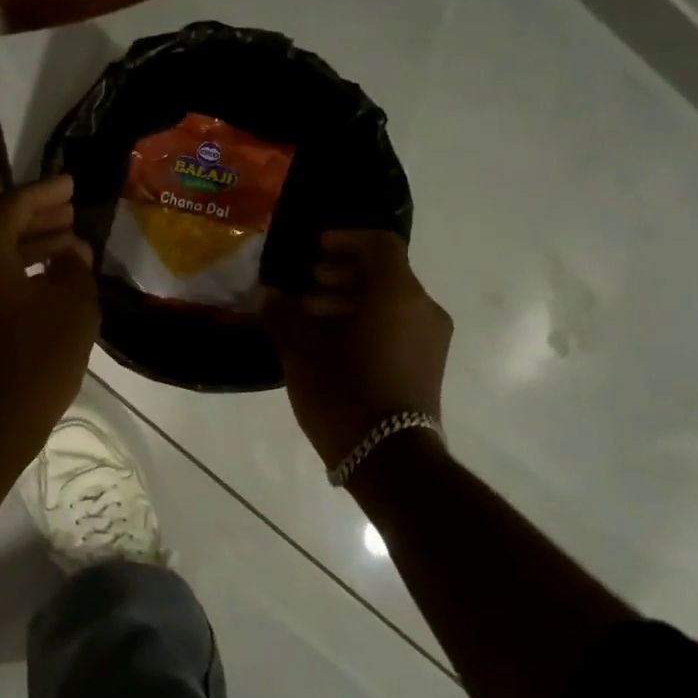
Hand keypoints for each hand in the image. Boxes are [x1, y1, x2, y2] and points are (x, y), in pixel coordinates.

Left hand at [0, 175, 99, 461]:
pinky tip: (45, 281)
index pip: (15, 204)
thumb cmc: (32, 361)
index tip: (73, 184)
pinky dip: (13, 273)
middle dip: (39, 219)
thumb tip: (72, 251)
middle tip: (74, 215)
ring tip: (69, 247)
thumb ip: (75, 267)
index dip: (48, 192)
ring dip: (28, 248)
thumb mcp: (72, 307)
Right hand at [260, 231, 452, 466]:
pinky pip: (397, 326)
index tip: (315, 249)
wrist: (389, 459)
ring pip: (390, 302)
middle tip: (306, 285)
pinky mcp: (427, 365)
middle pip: (384, 273)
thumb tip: (266, 294)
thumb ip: (282, 314)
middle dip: (342, 274)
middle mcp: (422, 308)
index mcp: (396, 294)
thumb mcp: (301, 350)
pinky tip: (331, 344)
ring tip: (311, 317)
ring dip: (351, 300)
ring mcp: (430, 339)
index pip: (380, 244)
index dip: (346, 239)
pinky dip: (366, 322)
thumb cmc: (343, 392)